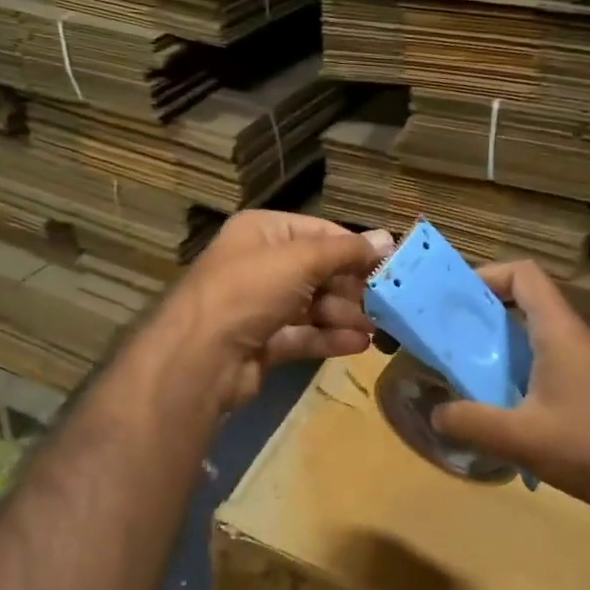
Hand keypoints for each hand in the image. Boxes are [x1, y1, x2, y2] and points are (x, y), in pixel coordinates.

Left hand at [154, 211, 393, 411]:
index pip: (318, 232)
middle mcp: (258, 264)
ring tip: (377, 328)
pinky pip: (302, 334)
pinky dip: (329, 338)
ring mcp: (258, 306)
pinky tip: (358, 344)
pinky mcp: (261, 342)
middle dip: (351, 286)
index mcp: (262, 233)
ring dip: (344, 315)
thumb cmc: (250, 291)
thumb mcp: (302, 260)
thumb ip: (346, 251)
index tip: (389, 265)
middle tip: (387, 301)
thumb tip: (387, 238)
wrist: (200, 358)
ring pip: (312, 305)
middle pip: (317, 270)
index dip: (354, 248)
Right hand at [432, 260, 589, 524]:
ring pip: (543, 338)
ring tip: (473, 376)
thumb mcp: (518, 438)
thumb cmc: (589, 448)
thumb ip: (470, 422)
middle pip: (531, 305)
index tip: (457, 299)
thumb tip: (435, 414)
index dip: (488, 275)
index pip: (525, 275)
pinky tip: (512, 411)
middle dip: (488, 317)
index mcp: (562, 333)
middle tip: (454, 341)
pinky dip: (527, 373)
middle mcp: (581, 339)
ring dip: (506, 349)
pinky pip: (557, 365)